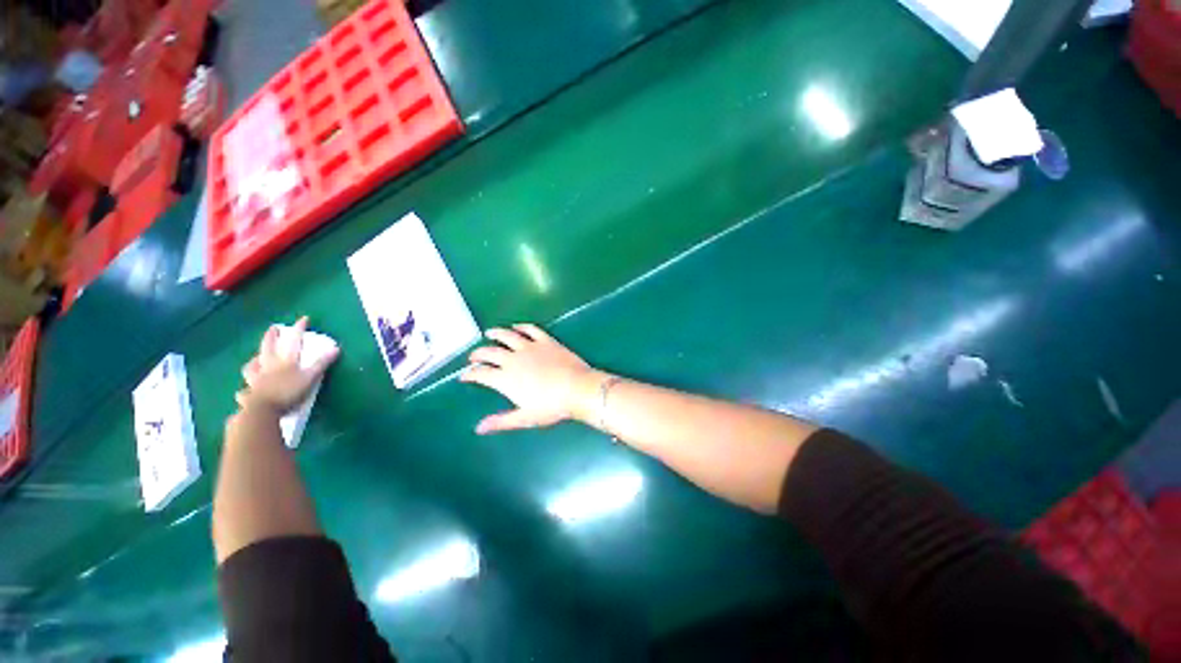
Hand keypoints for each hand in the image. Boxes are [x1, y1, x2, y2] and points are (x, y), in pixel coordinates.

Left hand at [237, 316, 339, 414]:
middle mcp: (268, 365)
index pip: (293, 340)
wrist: (262, 410)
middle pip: (268, 347)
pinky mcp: (250, 392)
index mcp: (285, 360)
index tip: (303, 318)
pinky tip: (244, 390)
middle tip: (273, 328)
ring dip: (254, 361)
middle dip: (271, 337)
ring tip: (255, 359)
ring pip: (252, 365)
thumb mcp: (310, 377)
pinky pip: (245, 389)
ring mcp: (256, 378)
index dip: (299, 329)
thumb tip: (336, 348)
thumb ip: (321, 363)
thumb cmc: (288, 392)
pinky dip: (245, 388)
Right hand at [461, 324, 605, 433]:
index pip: (482, 374)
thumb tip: (479, 428)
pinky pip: (530, 329)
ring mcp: (530, 347)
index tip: (464, 375)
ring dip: (496, 333)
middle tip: (473, 356)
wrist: (577, 389)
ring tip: (489, 333)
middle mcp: (514, 359)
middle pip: (490, 352)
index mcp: (506, 378)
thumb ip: (501, 421)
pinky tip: (517, 326)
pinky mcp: (546, 340)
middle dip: (478, 354)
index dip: (470, 374)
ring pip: (507, 336)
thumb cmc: (551, 406)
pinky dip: (521, 326)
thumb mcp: (525, 418)